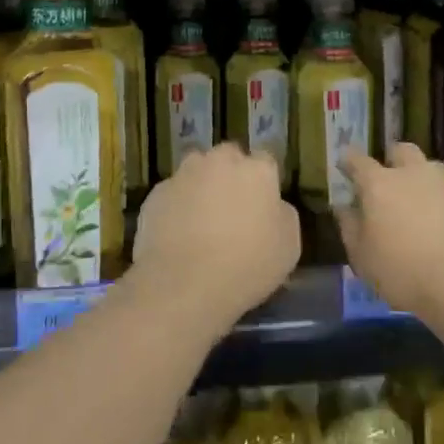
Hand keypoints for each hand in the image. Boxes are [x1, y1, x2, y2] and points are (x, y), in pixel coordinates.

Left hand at [133, 143, 299, 325]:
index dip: (263, 183)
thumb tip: (272, 206)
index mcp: (257, 170)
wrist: (184, 284)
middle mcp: (219, 161)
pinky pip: (172, 196)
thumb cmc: (247, 265)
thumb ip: (282, 215)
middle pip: (228, 159)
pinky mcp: (155, 194)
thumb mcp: (289, 246)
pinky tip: (177, 237)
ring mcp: (183, 175)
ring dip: (201, 188)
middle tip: (231, 210)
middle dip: (230, 176)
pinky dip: (176, 208)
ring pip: (196, 173)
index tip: (261, 205)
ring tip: (200, 224)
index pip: (266, 161)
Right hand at [337, 144, 443, 327]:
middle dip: (392, 160)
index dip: (349, 161)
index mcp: (380, 185)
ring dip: (424, 180)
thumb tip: (344, 207)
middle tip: (389, 182)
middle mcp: (415, 174)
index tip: (345, 165)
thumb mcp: (363, 259)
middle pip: (401, 151)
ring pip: (433, 169)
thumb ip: (350, 228)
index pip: (358, 161)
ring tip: (423, 207)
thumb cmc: (405, 274)